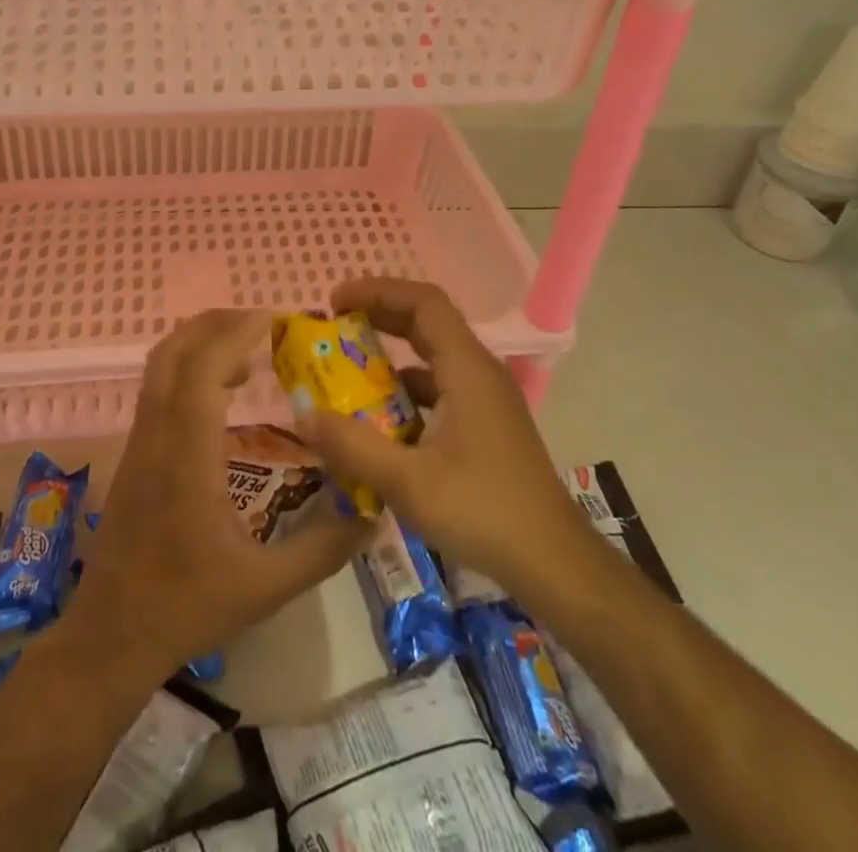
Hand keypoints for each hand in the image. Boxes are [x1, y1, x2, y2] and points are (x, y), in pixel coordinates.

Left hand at [65, 310, 369, 684]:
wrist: (111, 634)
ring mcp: (138, 441)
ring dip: (199, 344)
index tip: (274, 321)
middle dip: (215, 325)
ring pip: (159, 366)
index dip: (235, 334)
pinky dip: (187, 369)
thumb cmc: (186, 606)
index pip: (202, 369)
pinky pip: (157, 388)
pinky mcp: (133, 453)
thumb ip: (322, 550)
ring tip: (247, 355)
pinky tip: (220, 394)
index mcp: (186, 456)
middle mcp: (156, 435)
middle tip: (261, 326)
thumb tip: (371, 515)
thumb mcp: (265, 588)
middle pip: (173, 351)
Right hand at [291, 278, 586, 593]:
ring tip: (348, 370)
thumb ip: (351, 445)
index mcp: (467, 369)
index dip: (377, 291)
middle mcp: (480, 373)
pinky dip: (407, 390)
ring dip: (391, 356)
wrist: (555, 565)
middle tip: (334, 325)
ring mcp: (487, 399)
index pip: (423, 303)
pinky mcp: (488, 425)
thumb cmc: (484, 512)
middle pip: (428, 322)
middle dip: (379, 316)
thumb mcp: (408, 482)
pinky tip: (381, 420)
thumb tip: (301, 416)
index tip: (335, 302)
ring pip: (434, 357)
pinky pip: (441, 388)